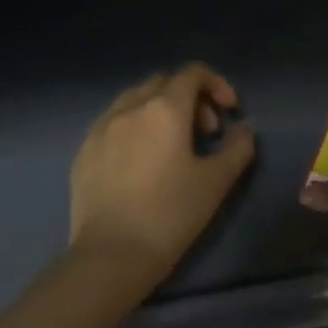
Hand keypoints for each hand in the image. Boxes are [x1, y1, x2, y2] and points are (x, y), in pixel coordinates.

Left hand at [70, 63, 255, 283]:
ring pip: (134, 99)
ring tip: (172, 144)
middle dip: (190, 97)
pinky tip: (141, 160)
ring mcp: (100, 128)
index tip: (230, 112)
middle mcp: (129, 108)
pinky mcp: (83, 151)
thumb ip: (238, 147)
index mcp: (164, 109)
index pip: (192, 73)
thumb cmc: (171, 214)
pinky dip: (134, 126)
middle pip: (163, 82)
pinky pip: (112, 122)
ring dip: (160, 109)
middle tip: (206, 132)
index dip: (217, 84)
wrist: (112, 255)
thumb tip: (243, 128)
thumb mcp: (217, 181)